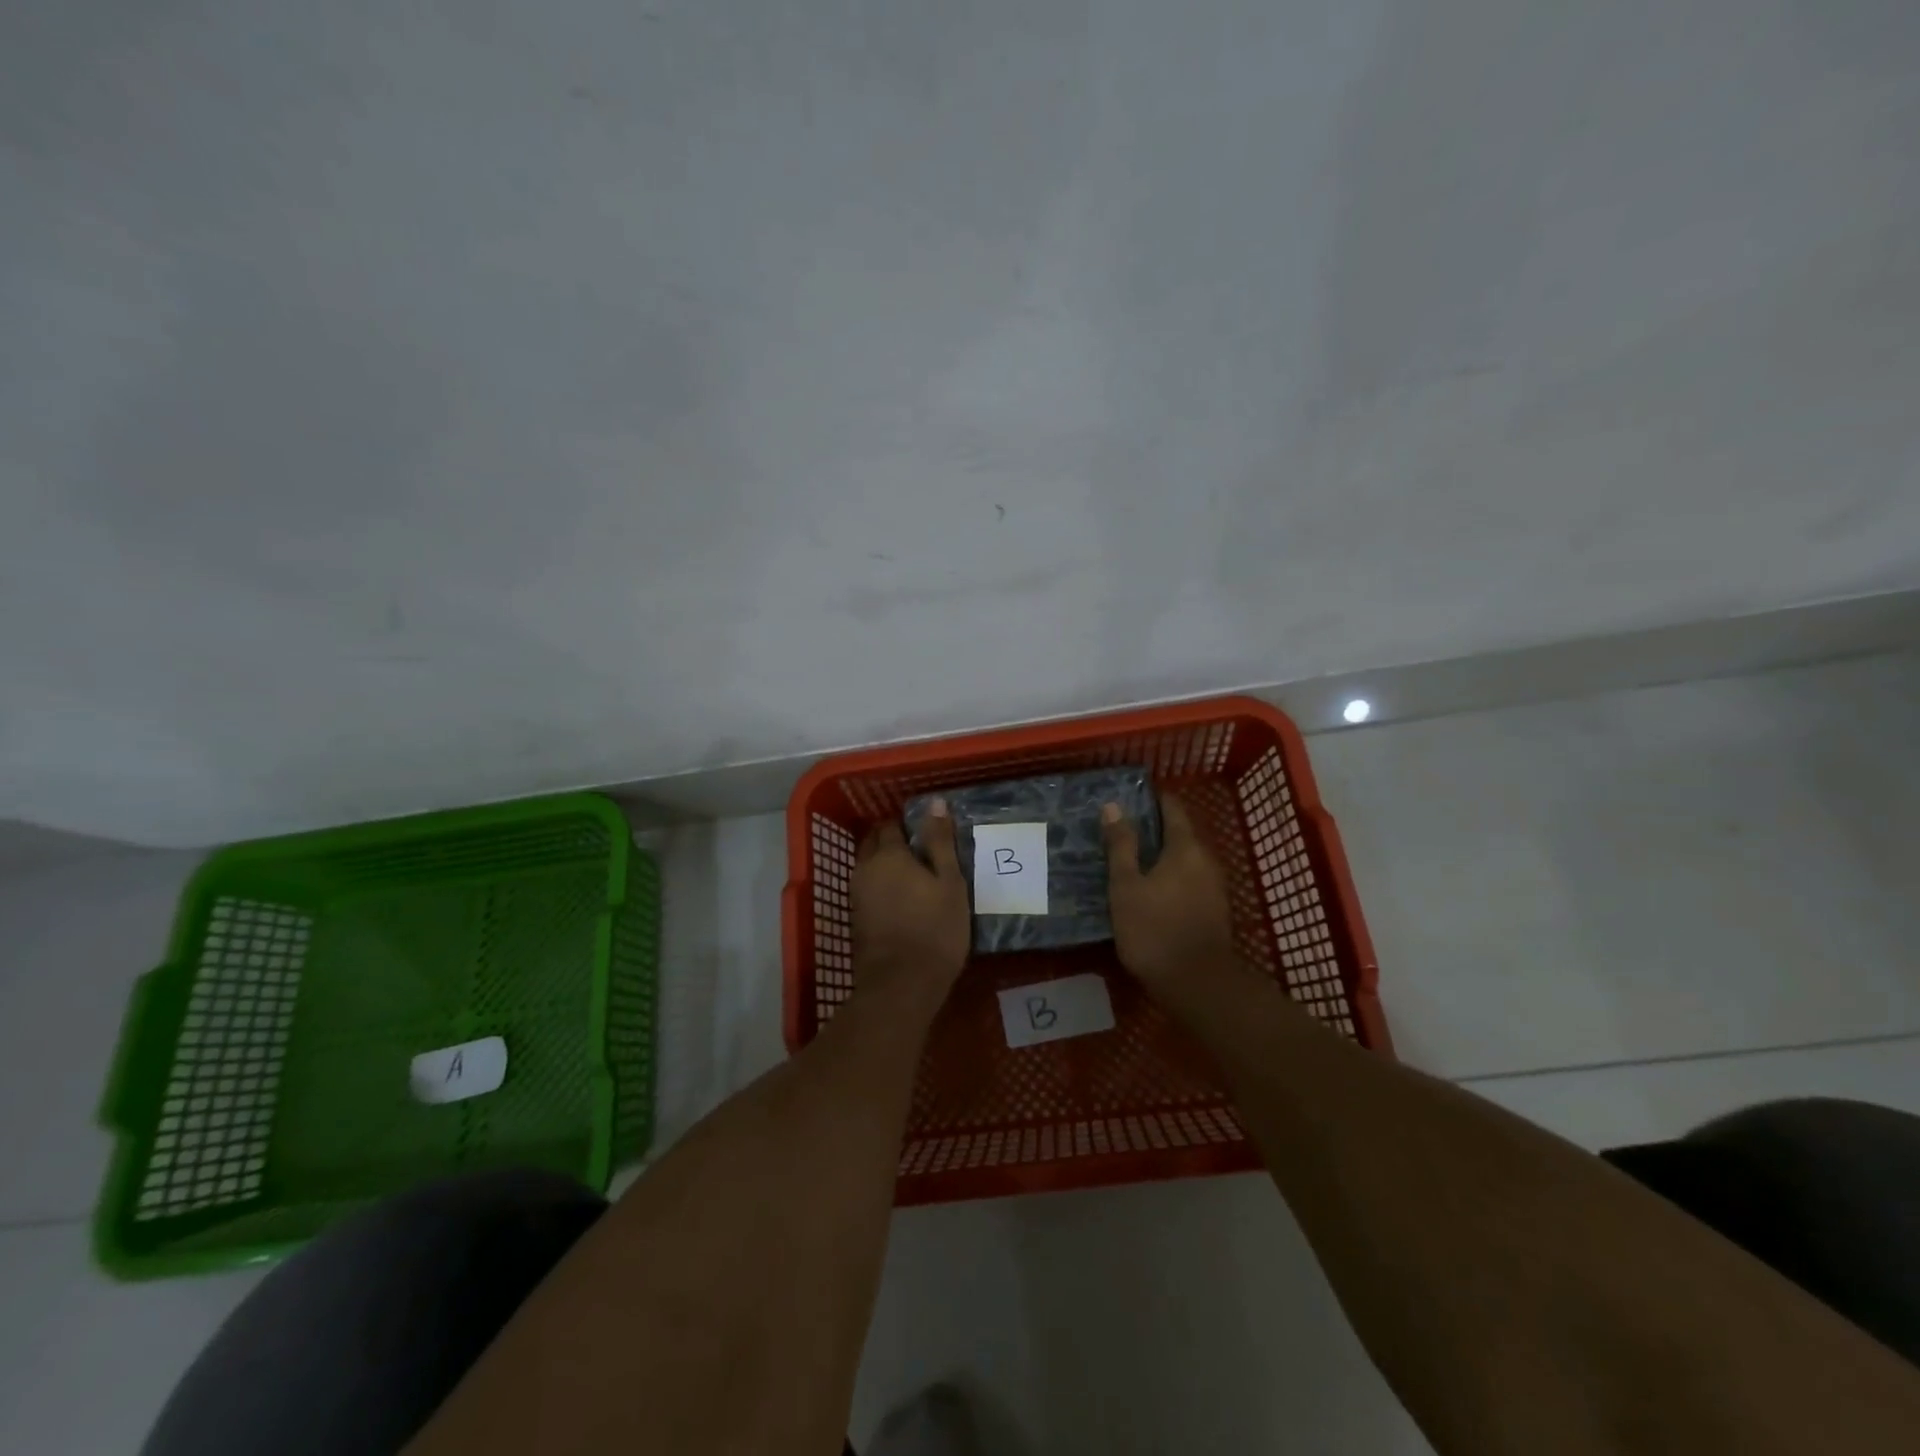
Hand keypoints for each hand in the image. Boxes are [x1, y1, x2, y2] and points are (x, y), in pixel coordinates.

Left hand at [852, 800, 970, 1003]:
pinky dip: (881, 886)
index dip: (907, 824)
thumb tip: (936, 803)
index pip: (891, 825)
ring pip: (868, 866)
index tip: (926, 832)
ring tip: (912, 874)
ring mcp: (857, 895)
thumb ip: (940, 842)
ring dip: (885, 864)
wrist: (900, 985)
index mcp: (888, 855)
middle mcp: (865, 869)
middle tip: (920, 851)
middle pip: (874, 843)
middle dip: (891, 840)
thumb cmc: (935, 929)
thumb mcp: (949, 883)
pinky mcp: (856, 918)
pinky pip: (867, 889)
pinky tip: (900, 898)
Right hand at [1102, 793, 1237, 988]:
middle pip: (1181, 833)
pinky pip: (1190, 879)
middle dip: (1154, 828)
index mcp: (1186, 847)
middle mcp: (1206, 860)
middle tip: (1121, 830)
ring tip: (1131, 859)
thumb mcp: (1126, 886)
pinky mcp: (1214, 910)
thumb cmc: (1154, 930)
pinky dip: (1171, 876)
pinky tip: (1150, 889)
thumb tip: (1114, 806)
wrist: (1197, 984)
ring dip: (1162, 855)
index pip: (1173, 808)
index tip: (1129, 798)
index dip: (1152, 799)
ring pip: (1186, 858)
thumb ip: (1122, 845)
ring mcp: (1214, 886)